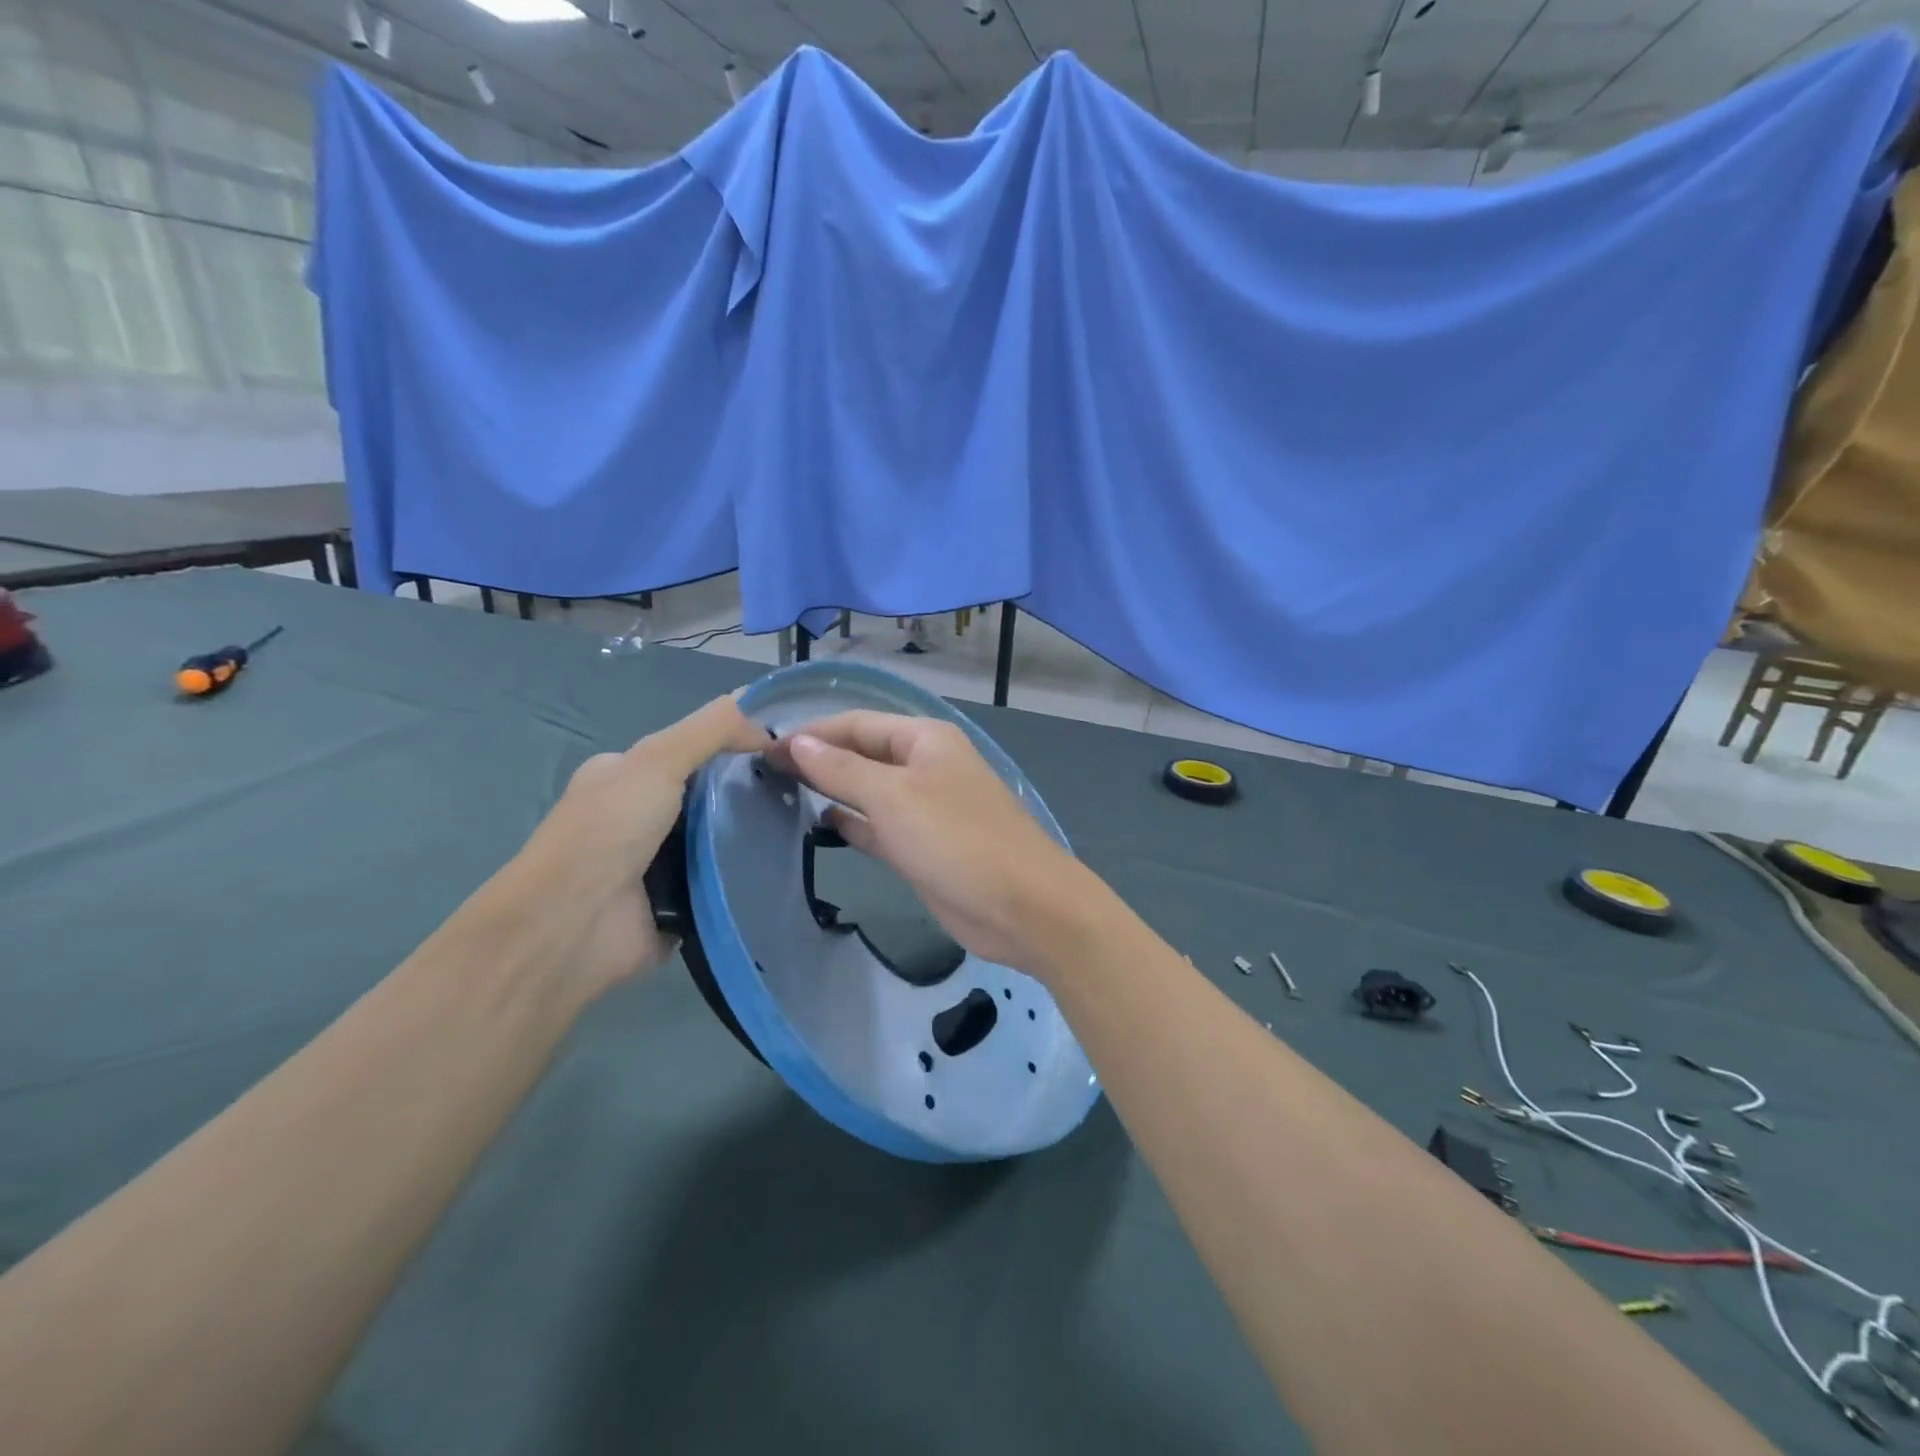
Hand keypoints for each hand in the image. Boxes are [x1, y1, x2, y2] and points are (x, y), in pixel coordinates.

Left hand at [497, 695, 769, 1000]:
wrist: (573, 925)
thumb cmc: (608, 830)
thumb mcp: (658, 759)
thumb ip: (712, 730)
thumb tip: (768, 723)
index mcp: (624, 777)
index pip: (690, 750)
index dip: (735, 745)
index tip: (784, 751)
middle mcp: (637, 818)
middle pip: (709, 796)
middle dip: (749, 793)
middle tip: (799, 791)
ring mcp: (656, 864)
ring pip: (719, 840)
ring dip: (751, 837)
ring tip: (802, 828)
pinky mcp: (677, 905)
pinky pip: (722, 883)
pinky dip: (744, 878)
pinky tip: (780, 868)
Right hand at [766, 711, 1092, 973]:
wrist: (1023, 907)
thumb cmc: (957, 839)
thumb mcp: (893, 797)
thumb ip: (841, 769)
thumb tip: (797, 742)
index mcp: (924, 739)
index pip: (855, 724)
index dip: (810, 734)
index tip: (762, 750)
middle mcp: (924, 767)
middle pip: (862, 755)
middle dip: (818, 760)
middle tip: (763, 774)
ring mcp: (925, 809)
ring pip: (869, 792)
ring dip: (832, 791)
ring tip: (781, 794)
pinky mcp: (923, 848)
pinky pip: (879, 827)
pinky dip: (852, 824)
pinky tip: (821, 824)